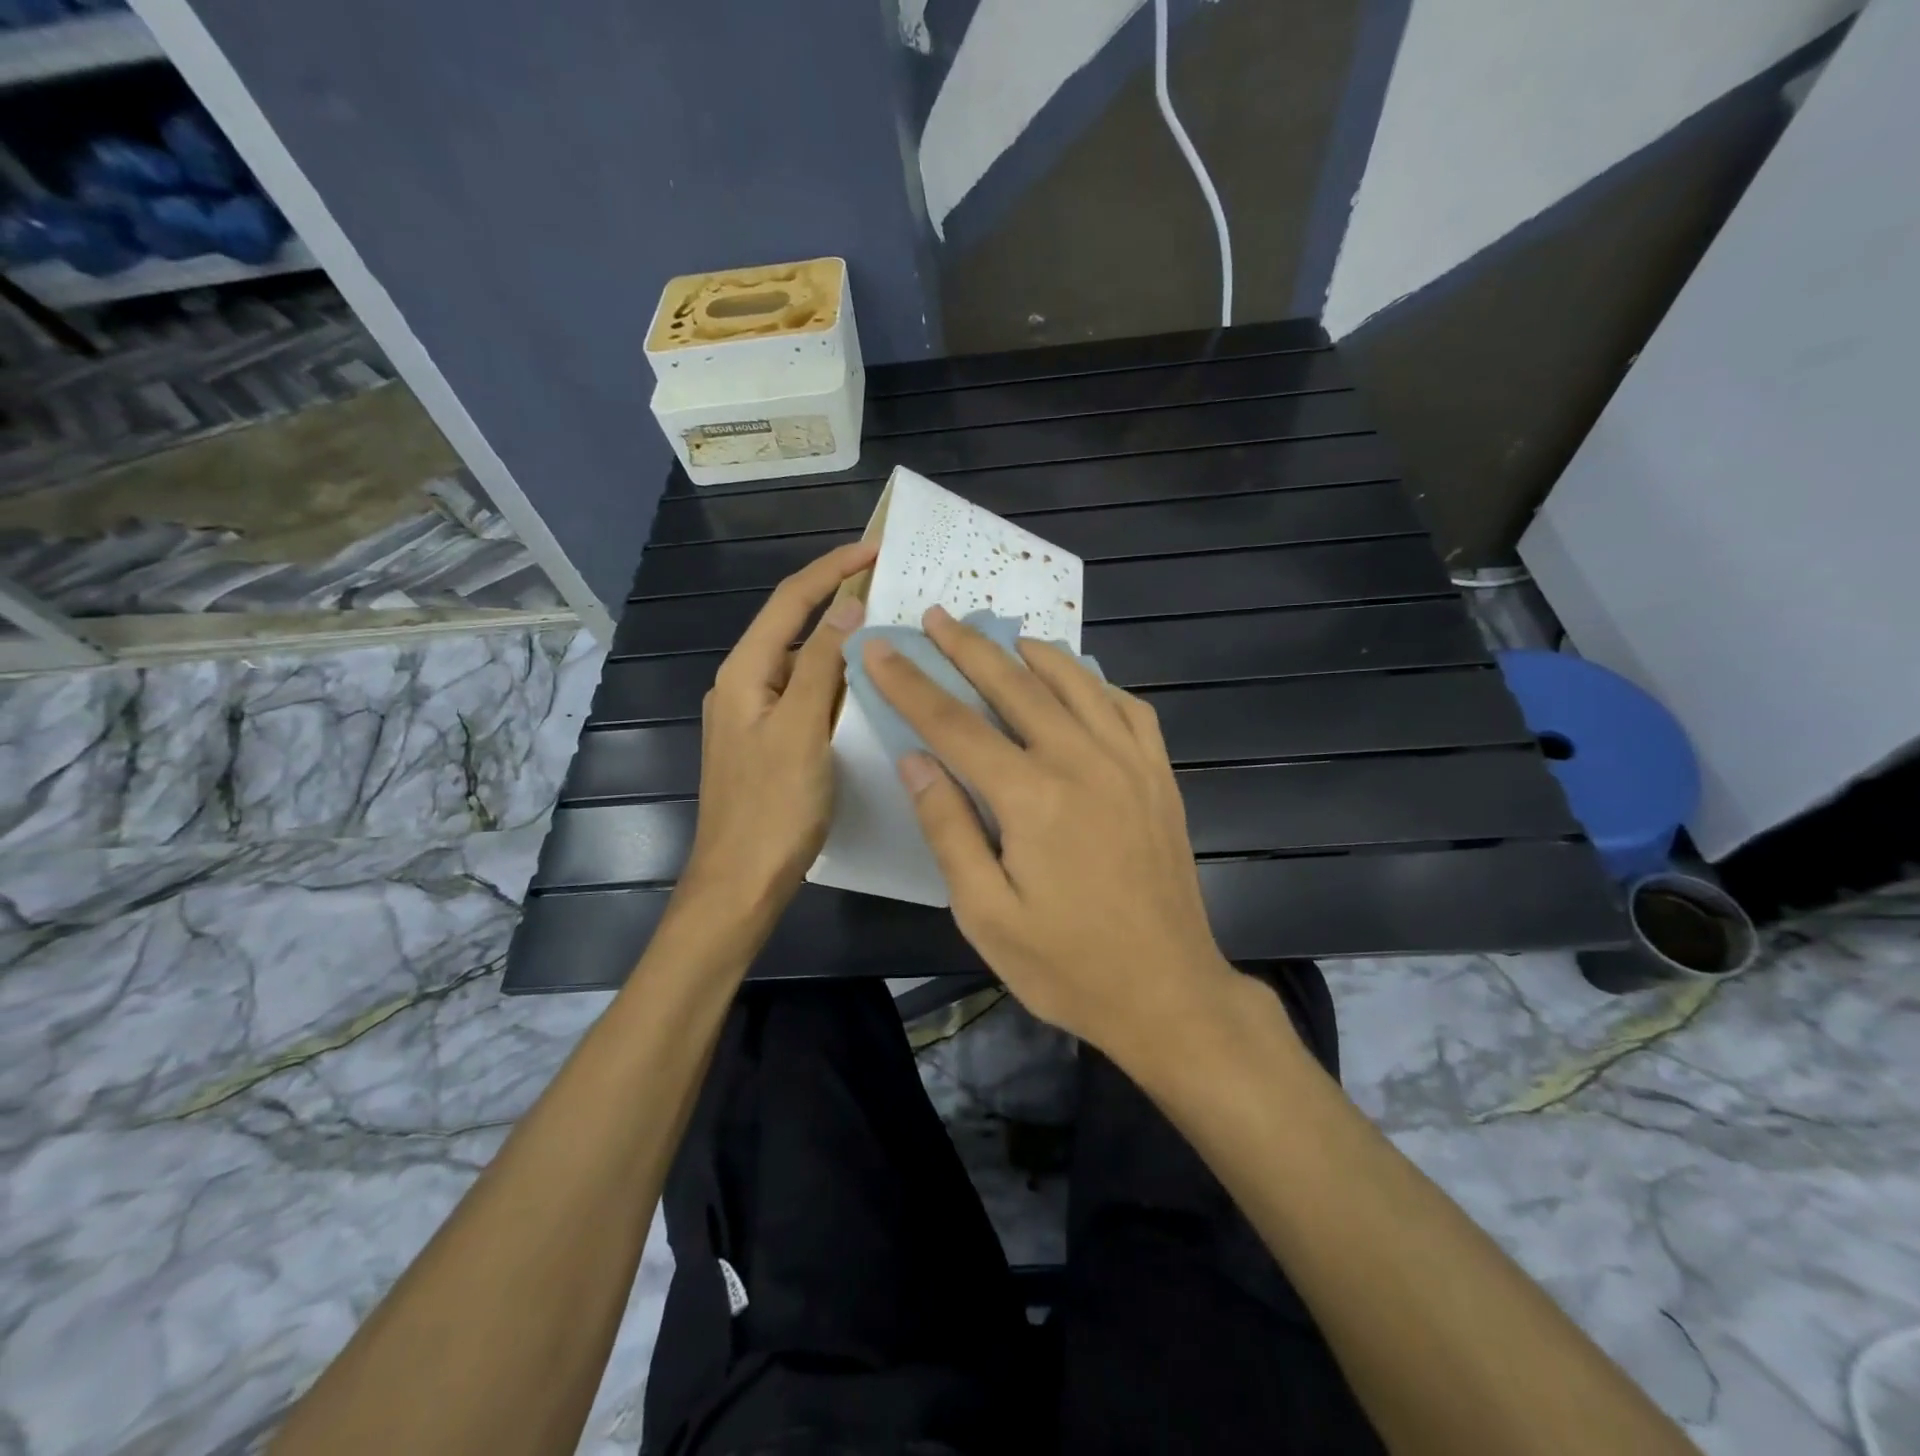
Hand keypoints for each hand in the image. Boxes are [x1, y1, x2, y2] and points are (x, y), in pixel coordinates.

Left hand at [680, 540, 876, 924]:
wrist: (741, 882)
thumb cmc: (773, 807)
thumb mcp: (802, 729)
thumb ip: (823, 665)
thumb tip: (847, 606)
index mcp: (744, 672)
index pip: (790, 601)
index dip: (832, 569)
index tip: (876, 547)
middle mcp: (744, 685)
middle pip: (793, 628)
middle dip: (838, 602)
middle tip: (890, 590)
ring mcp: (755, 716)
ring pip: (802, 665)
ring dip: (840, 646)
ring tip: (888, 635)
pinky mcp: (769, 743)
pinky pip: (806, 697)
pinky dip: (836, 684)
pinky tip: (866, 692)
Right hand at [862, 605, 1237, 1058]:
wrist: (1168, 993)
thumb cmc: (1067, 965)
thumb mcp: (986, 914)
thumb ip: (948, 829)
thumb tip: (915, 760)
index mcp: (1032, 797)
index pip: (955, 724)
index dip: (911, 684)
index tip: (879, 649)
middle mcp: (1083, 761)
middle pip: (1015, 686)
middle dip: (968, 648)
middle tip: (938, 616)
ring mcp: (1130, 763)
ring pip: (1076, 683)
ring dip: (1033, 654)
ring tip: (1004, 638)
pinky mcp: (1161, 777)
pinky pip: (1129, 708)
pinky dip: (1097, 684)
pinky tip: (1079, 684)